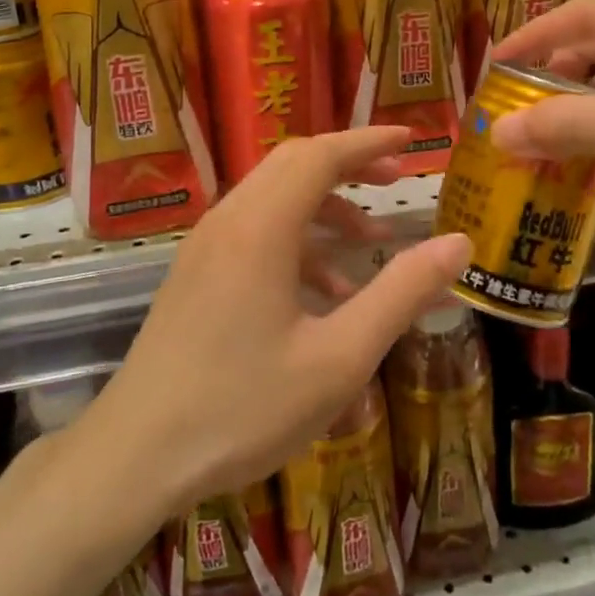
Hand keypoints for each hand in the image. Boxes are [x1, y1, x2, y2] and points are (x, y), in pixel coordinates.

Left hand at [83, 127, 472, 515]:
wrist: (135, 455)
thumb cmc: (243, 408)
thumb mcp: (339, 358)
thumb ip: (401, 294)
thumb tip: (459, 244)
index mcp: (262, 226)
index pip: (322, 154)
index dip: (369, 141)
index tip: (412, 140)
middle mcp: (229, 220)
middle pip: (294, 164)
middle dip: (349, 165)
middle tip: (396, 181)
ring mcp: (205, 246)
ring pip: (273, 198)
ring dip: (324, 208)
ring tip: (371, 245)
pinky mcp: (195, 273)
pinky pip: (253, 233)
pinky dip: (296, 242)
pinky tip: (325, 295)